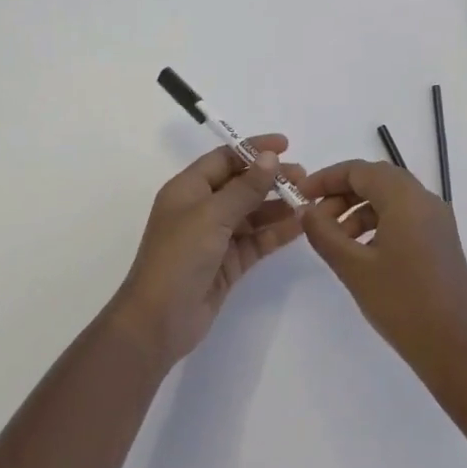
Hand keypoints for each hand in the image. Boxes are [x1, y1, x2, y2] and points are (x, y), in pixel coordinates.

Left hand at [110, 137, 305, 365]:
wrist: (158, 322)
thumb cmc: (179, 257)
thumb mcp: (212, 215)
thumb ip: (245, 187)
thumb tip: (270, 157)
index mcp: (188, 189)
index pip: (224, 159)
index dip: (253, 149)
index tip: (285, 145)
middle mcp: (201, 208)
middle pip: (241, 185)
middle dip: (271, 179)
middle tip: (304, 177)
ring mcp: (215, 237)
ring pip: (252, 213)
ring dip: (278, 206)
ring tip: (308, 200)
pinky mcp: (228, 263)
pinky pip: (256, 240)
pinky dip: (276, 232)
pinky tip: (300, 225)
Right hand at [300, 161, 466, 387]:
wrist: (458, 352)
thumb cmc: (403, 305)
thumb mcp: (354, 268)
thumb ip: (324, 233)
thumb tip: (306, 210)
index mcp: (406, 198)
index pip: (359, 170)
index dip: (326, 178)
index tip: (301, 196)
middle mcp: (425, 200)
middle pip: (376, 180)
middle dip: (341, 194)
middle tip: (315, 219)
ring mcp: (438, 221)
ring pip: (390, 199)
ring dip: (359, 210)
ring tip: (336, 241)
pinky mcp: (442, 242)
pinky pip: (405, 217)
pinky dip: (378, 224)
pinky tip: (363, 253)